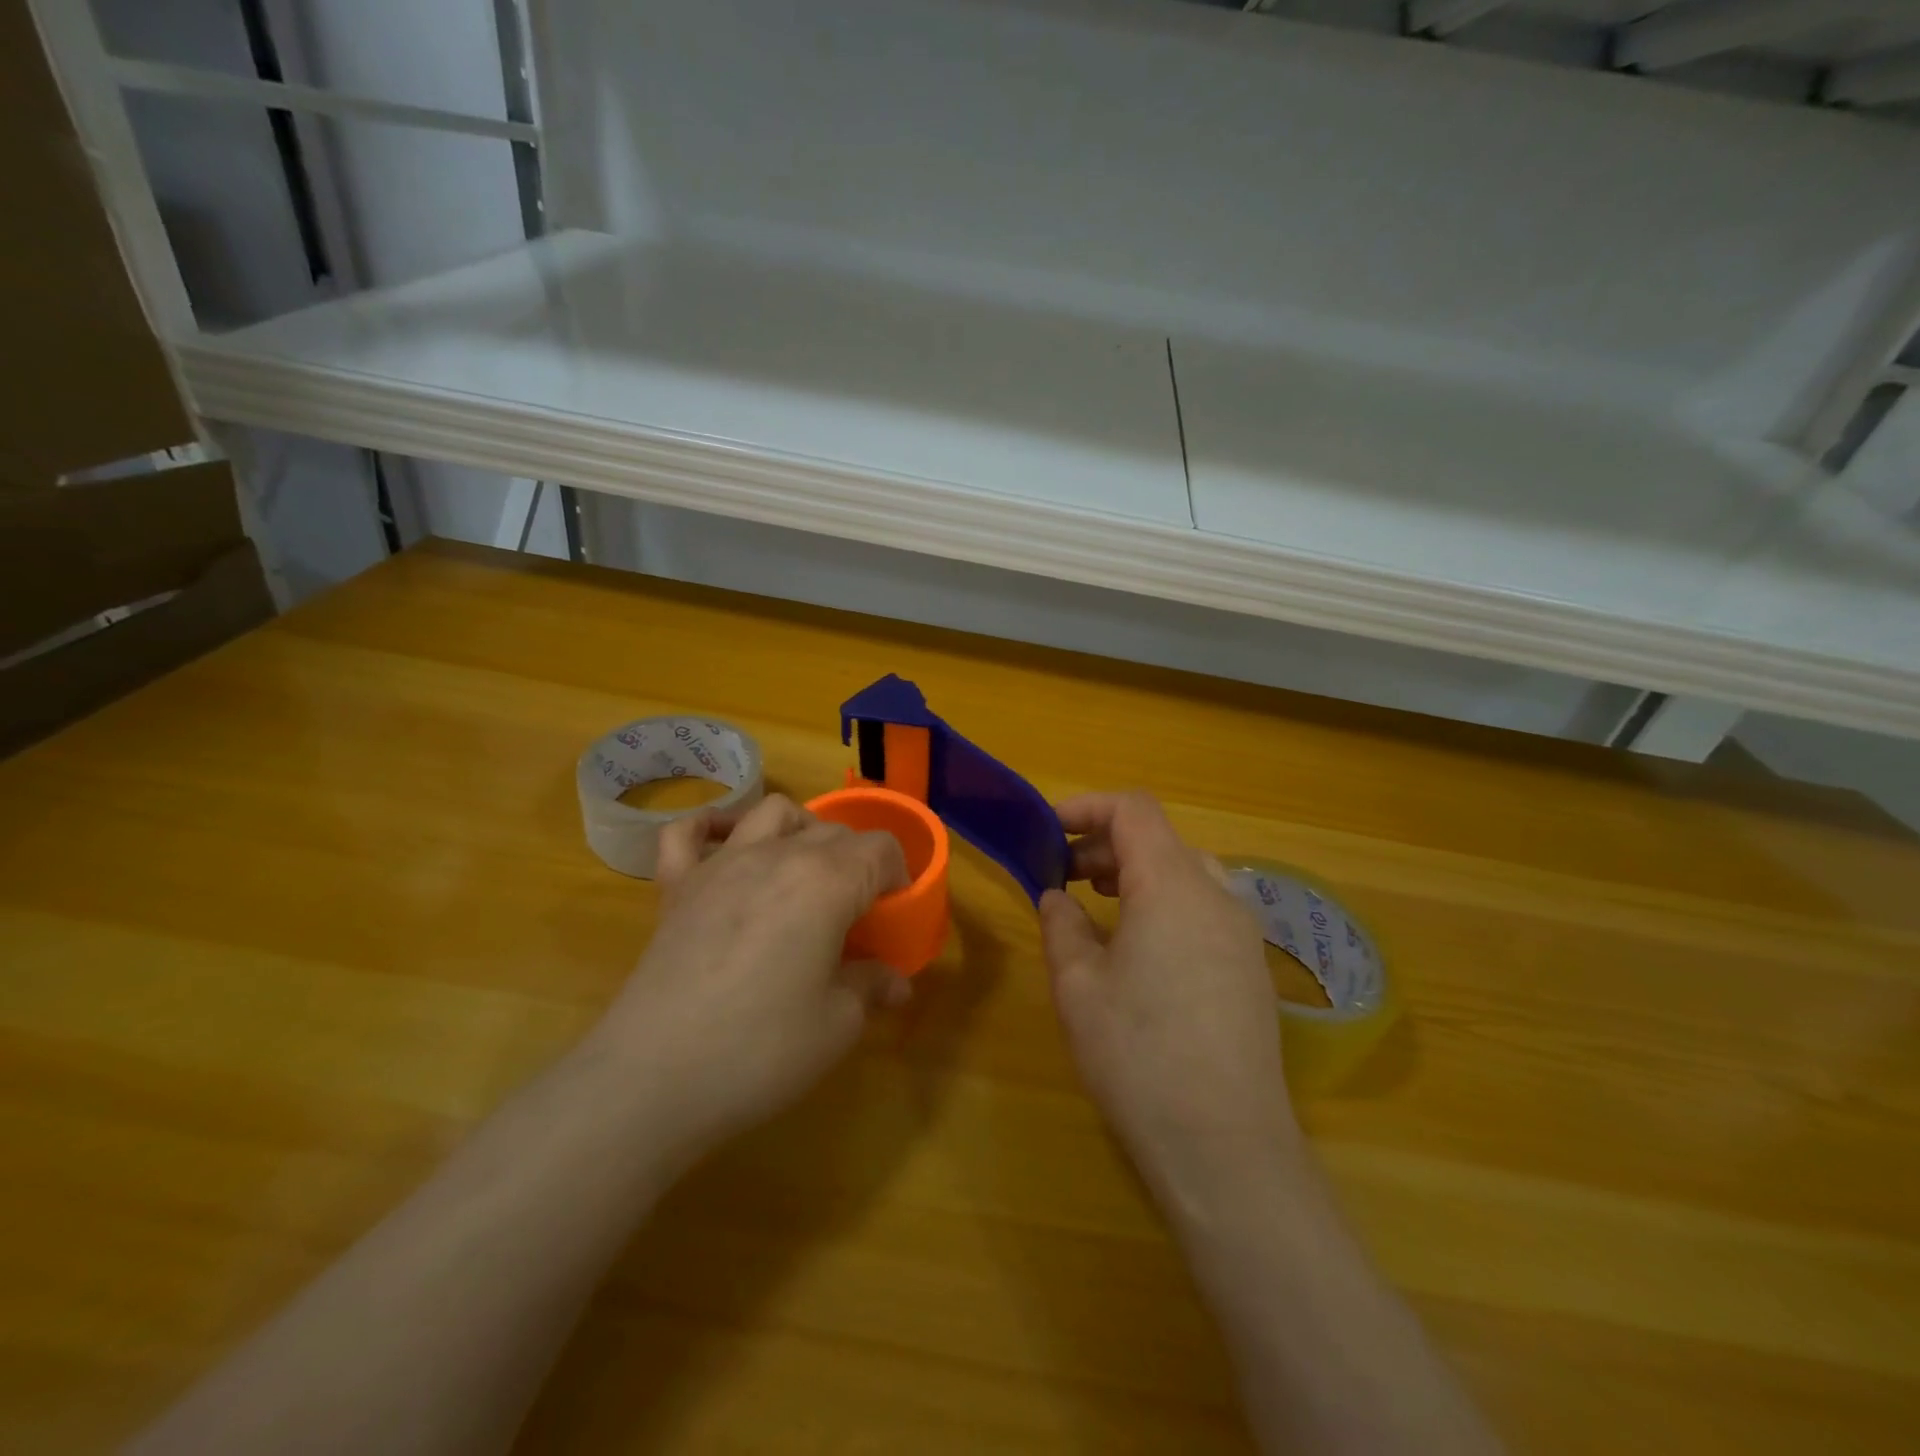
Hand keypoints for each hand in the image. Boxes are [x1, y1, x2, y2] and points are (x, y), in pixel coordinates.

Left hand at [585, 794, 908, 1164]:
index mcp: (827, 882)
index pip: (879, 848)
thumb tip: (896, 982)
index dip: (898, 874)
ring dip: (799, 829)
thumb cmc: (761, 1050)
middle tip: (856, 911)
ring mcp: (720, 865)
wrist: (654, 1078)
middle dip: (856, 860)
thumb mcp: (836, 1025)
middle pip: (832, 831)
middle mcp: (777, 856)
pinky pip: (688, 832)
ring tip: (803, 869)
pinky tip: (723, 846)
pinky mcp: (676, 885)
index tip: (894, 911)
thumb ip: (870, 987)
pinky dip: (710, 827)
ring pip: (771, 813)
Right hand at [1038, 792, 1299, 1209]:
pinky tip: (1137, 947)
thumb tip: (1056, 898)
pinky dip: (1163, 903)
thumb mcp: (1078, 987)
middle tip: (1061, 875)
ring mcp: (1242, 932)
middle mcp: (1216, 895)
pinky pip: (1203, 908)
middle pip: (1160, 839)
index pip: (1133, 811)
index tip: (1047, 830)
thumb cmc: (1139, 1055)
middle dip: (1105, 844)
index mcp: (1172, 885)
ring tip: (1094, 904)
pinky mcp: (1251, 968)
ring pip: (1184, 872)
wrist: (1225, 1146)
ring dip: (1135, 873)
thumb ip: (1062, 926)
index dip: (1086, 807)